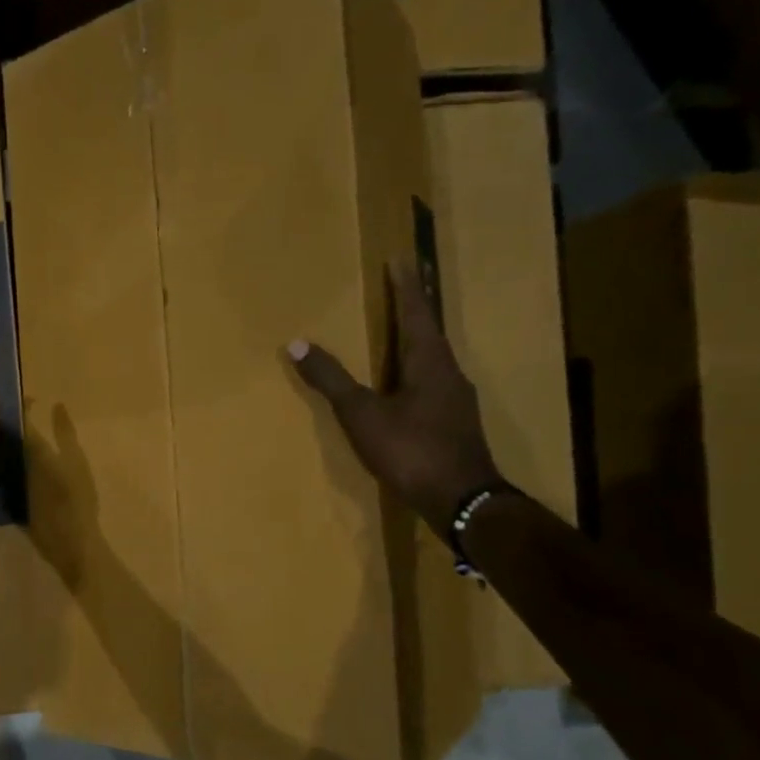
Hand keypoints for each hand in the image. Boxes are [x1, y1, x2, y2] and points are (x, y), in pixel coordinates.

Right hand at [288, 262, 500, 536]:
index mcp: (429, 362)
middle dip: (415, 308)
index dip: (406, 287)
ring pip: (435, 358)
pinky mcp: (456, 424)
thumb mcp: (363, 414)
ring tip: (403, 329)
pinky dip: (418, 370)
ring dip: (419, 339)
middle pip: (430, 331)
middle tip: (404, 285)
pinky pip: (434, 383)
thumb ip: (332, 379)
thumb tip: (297, 343)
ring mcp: (456, 401)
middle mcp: (449, 374)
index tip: (402, 259)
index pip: (416, 313)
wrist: (462, 500)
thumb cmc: (411, 450)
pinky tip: (409, 384)